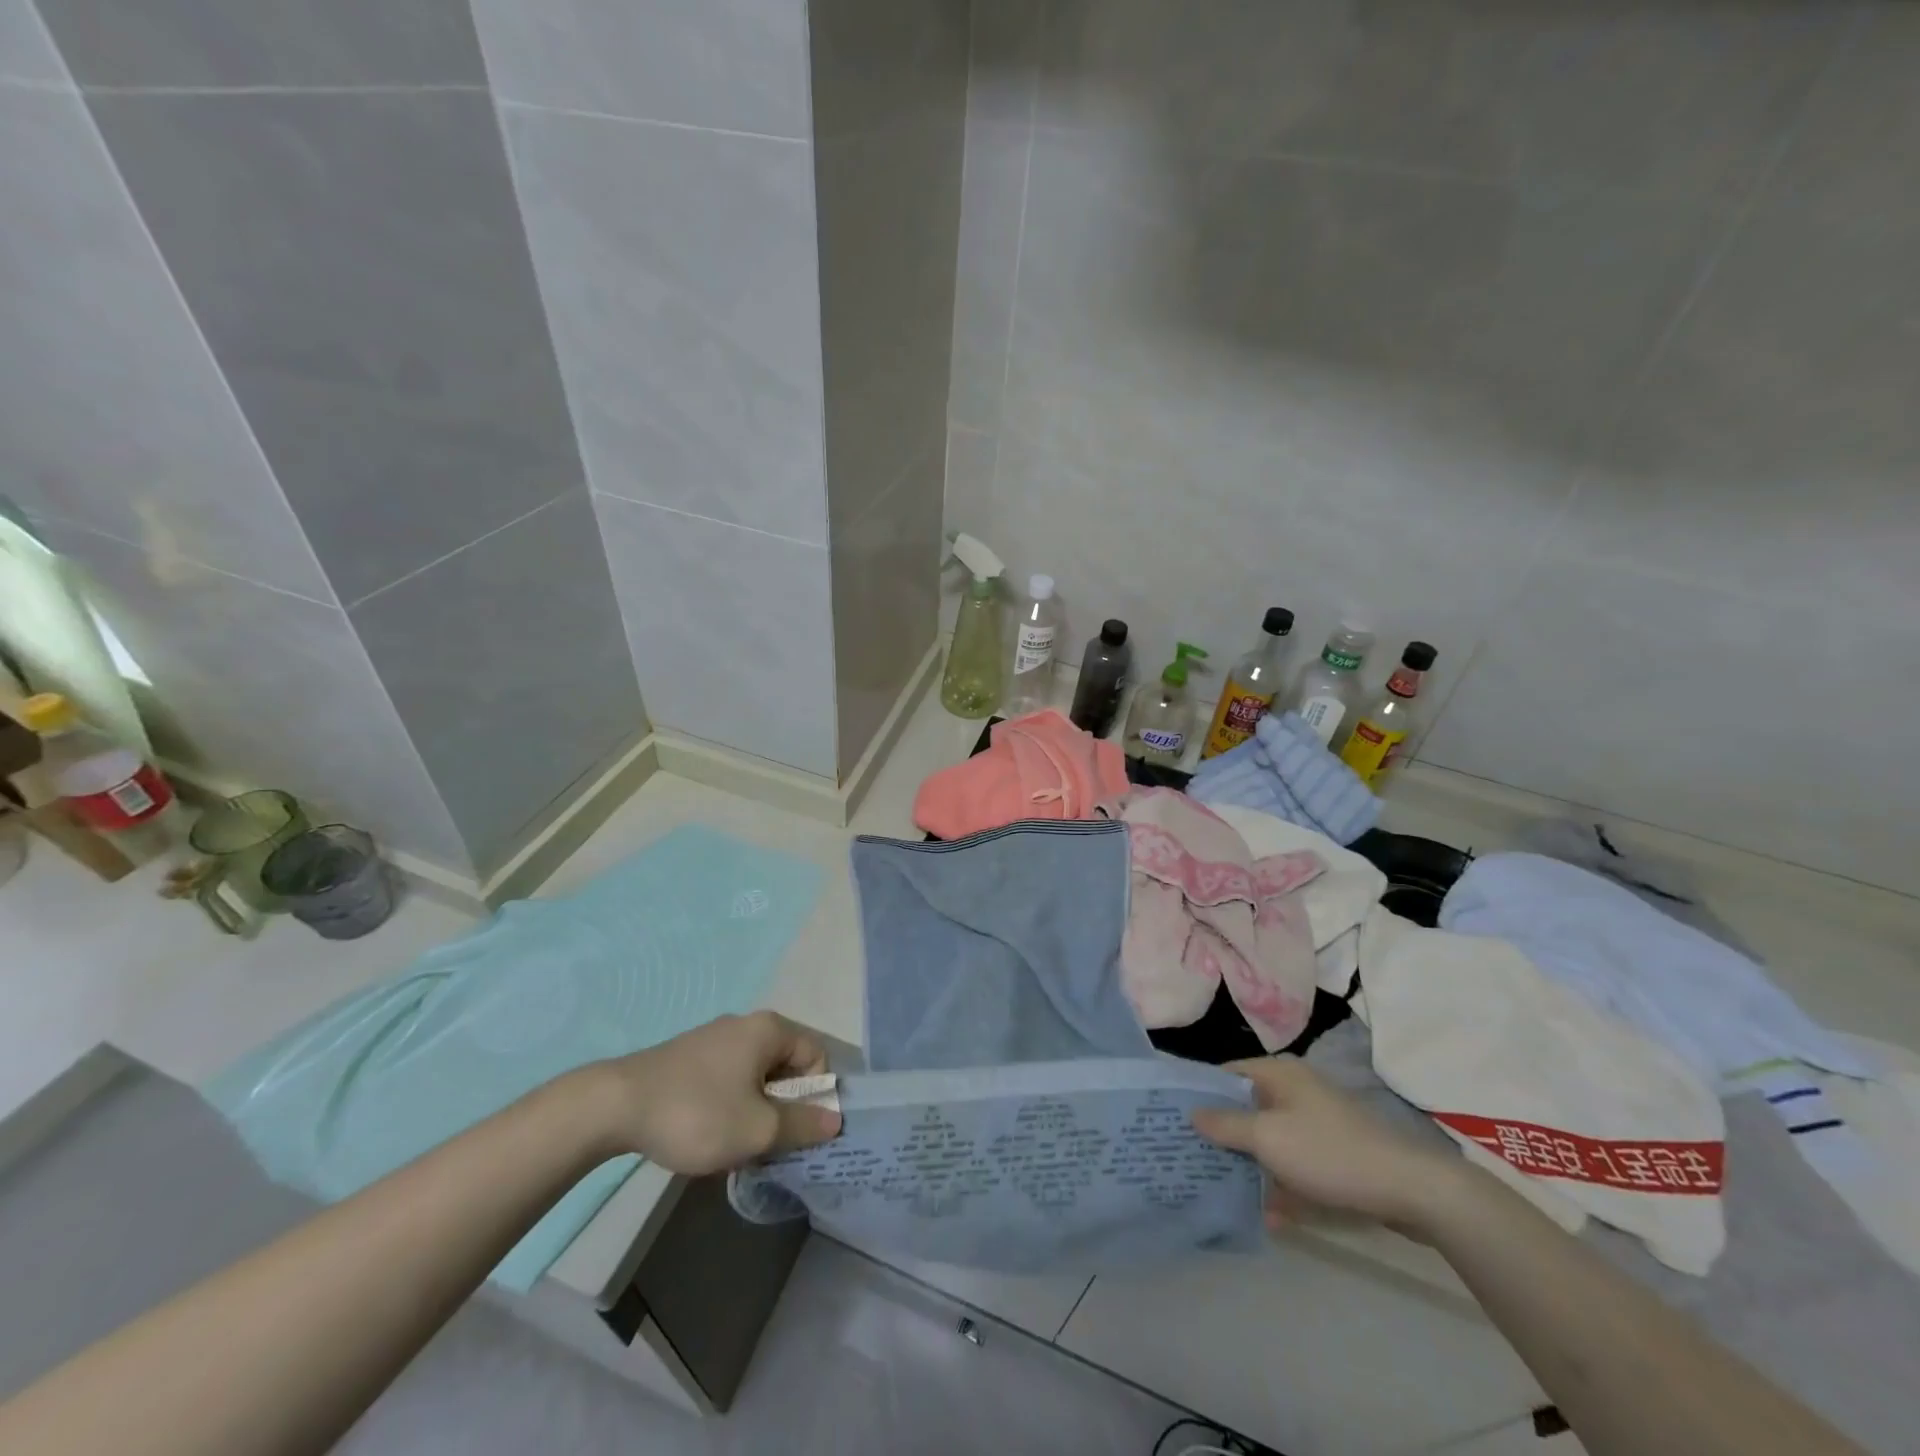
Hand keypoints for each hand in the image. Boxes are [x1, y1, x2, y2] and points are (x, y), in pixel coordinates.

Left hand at [586, 1013, 842, 1175]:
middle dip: (782, 1107)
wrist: (615, 1107)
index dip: (814, 1097)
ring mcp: (714, 1037)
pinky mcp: (689, 1055)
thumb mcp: (758, 1129)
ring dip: (755, 1110)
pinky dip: (729, 1104)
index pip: (816, 1057)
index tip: (794, 1132)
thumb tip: (835, 1120)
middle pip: (786, 1066)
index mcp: (770, 1029)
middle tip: (764, 1144)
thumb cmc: (698, 1114)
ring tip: (732, 1143)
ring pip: (755, 1075)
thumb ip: (802, 1125)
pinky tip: (707, 1132)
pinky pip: (728, 1077)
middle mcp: (746, 1024)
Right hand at [1192, 1056, 1460, 1233]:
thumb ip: (1226, 1125)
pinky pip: (1295, 1165)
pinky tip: (1269, 1217)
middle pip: (1246, 1108)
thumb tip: (1192, 1113)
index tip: (1173, 1117)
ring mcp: (1316, 1124)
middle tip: (1190, 1156)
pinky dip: (1281, 1185)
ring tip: (1219, 1188)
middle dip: (1221, 1134)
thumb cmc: (1328, 1152)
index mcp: (1278, 1074)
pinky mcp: (1334, 1156)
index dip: (1199, 1093)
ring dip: (1250, 1164)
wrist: (1410, 1190)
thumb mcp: (1268, 1138)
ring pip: (1270, 1140)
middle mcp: (1295, 1091)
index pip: (1226, 1073)